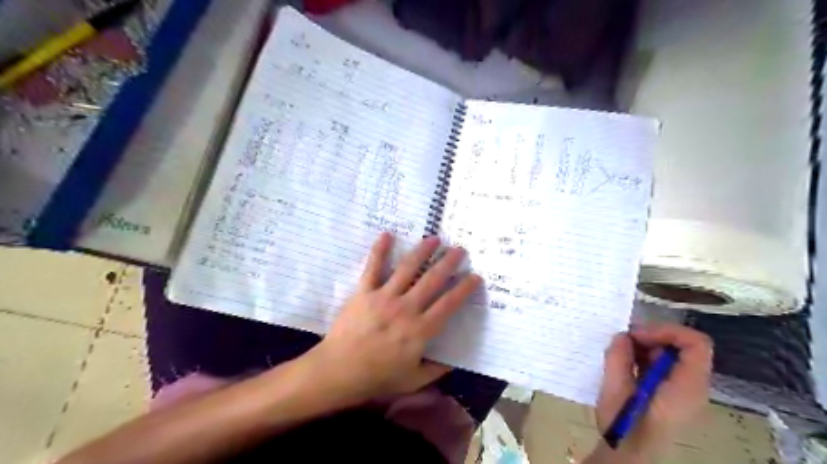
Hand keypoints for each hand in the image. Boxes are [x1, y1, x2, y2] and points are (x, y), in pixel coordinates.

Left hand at [305, 235, 481, 404]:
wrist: (338, 371)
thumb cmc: (377, 377)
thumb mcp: (412, 381)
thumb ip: (435, 371)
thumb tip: (454, 362)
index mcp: (420, 330)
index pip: (448, 304)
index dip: (464, 289)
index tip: (475, 276)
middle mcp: (406, 308)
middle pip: (432, 280)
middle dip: (448, 263)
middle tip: (459, 249)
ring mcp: (384, 297)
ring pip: (407, 268)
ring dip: (422, 251)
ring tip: (434, 238)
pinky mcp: (364, 292)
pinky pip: (373, 267)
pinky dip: (380, 250)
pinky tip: (387, 234)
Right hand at [596, 322, 710, 459]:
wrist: (629, 456)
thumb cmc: (625, 425)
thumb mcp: (615, 389)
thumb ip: (619, 357)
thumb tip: (623, 336)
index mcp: (686, 386)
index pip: (696, 343)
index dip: (667, 330)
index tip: (637, 335)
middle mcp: (693, 387)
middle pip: (684, 347)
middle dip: (653, 337)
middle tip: (624, 341)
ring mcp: (684, 391)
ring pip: (673, 355)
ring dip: (647, 347)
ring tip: (622, 353)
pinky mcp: (673, 395)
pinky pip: (666, 367)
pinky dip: (646, 359)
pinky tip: (626, 365)